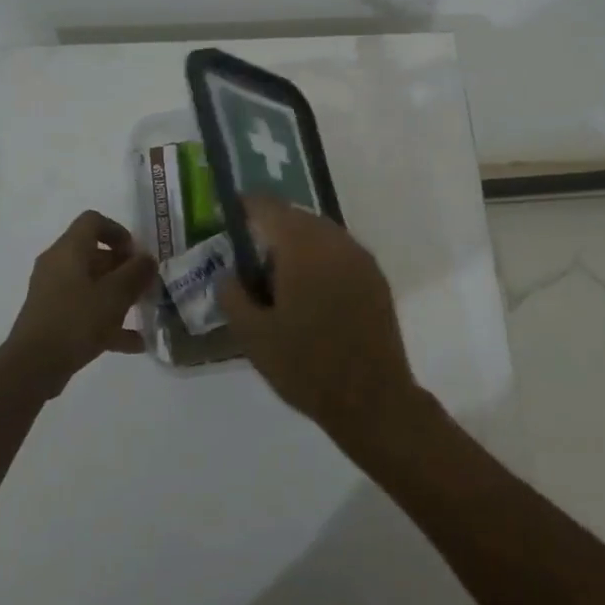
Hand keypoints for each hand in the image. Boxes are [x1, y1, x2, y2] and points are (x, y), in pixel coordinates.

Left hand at [4, 210, 157, 395]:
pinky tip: (134, 343)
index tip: (137, 255)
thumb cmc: (76, 320)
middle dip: (124, 268)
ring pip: (92, 284)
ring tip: (143, 311)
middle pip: (95, 254)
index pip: (93, 221)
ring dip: (118, 295)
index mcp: (69, 250)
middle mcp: (58, 265)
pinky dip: (107, 321)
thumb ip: (137, 273)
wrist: (32, 367)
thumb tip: (147, 259)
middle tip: (146, 285)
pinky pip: (85, 310)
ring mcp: (53, 293)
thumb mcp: (115, 295)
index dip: (119, 232)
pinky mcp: (53, 318)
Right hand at [220, 196, 421, 444]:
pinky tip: (311, 292)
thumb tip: (228, 274)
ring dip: (298, 244)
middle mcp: (335, 241)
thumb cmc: (306, 366)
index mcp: (302, 248)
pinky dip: (320, 259)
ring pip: (321, 233)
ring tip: (280, 278)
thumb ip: (232, 295)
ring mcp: (360, 257)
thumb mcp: (253, 335)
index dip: (246, 207)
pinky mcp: (376, 277)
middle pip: (297, 217)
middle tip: (251, 257)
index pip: (269, 208)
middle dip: (272, 229)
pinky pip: (340, 252)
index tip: (230, 216)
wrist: (372, 398)